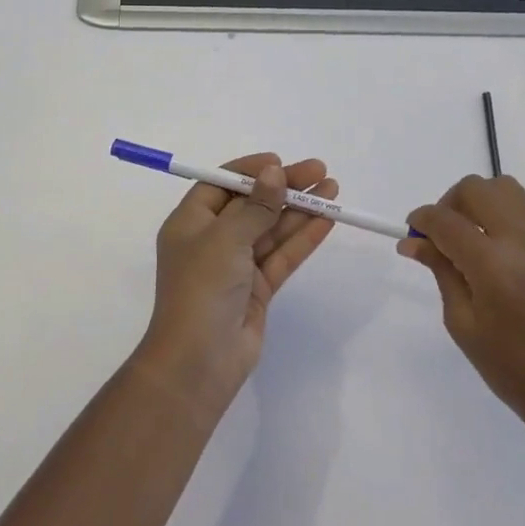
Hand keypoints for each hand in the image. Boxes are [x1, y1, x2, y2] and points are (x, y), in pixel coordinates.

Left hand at [137, 154, 337, 408]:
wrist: (198, 362)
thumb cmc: (202, 288)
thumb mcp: (226, 238)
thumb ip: (256, 205)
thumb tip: (275, 173)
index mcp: (191, 222)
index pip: (222, 185)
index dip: (251, 171)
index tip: (280, 163)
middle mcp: (212, 240)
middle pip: (252, 204)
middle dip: (285, 188)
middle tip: (320, 171)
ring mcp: (236, 266)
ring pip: (272, 229)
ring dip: (300, 210)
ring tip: (333, 190)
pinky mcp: (257, 289)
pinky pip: (282, 255)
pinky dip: (303, 238)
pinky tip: (327, 220)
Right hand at [403, 175, 524, 448]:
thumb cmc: (514, 373)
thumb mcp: (464, 325)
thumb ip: (441, 272)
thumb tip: (413, 243)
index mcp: (494, 266)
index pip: (446, 220)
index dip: (421, 219)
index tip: (411, 233)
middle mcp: (523, 242)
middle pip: (477, 189)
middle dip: (449, 203)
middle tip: (441, 235)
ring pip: (506, 189)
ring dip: (479, 202)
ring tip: (470, 236)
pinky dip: (503, 218)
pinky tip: (498, 254)